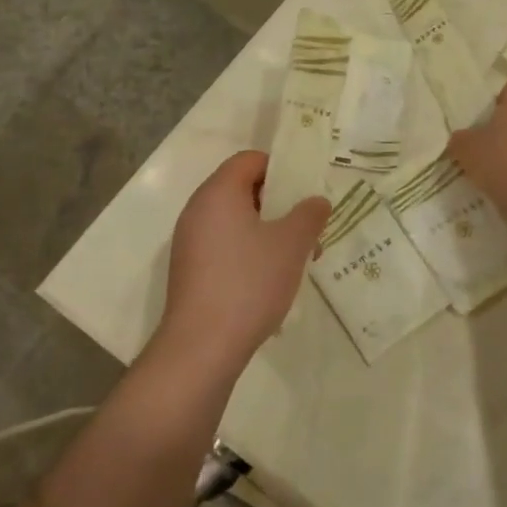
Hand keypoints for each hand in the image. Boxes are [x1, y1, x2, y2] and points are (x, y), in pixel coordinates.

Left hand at [155, 151, 329, 373]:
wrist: (202, 346)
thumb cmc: (249, 282)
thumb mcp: (291, 245)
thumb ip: (309, 215)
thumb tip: (317, 201)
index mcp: (218, 193)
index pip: (249, 160)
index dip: (280, 169)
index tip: (304, 194)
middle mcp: (197, 210)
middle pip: (241, 189)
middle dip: (278, 204)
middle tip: (305, 228)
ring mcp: (189, 242)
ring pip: (234, 221)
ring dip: (266, 231)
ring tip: (294, 259)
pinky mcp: (189, 270)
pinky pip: (223, 245)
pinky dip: (247, 251)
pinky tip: (268, 280)